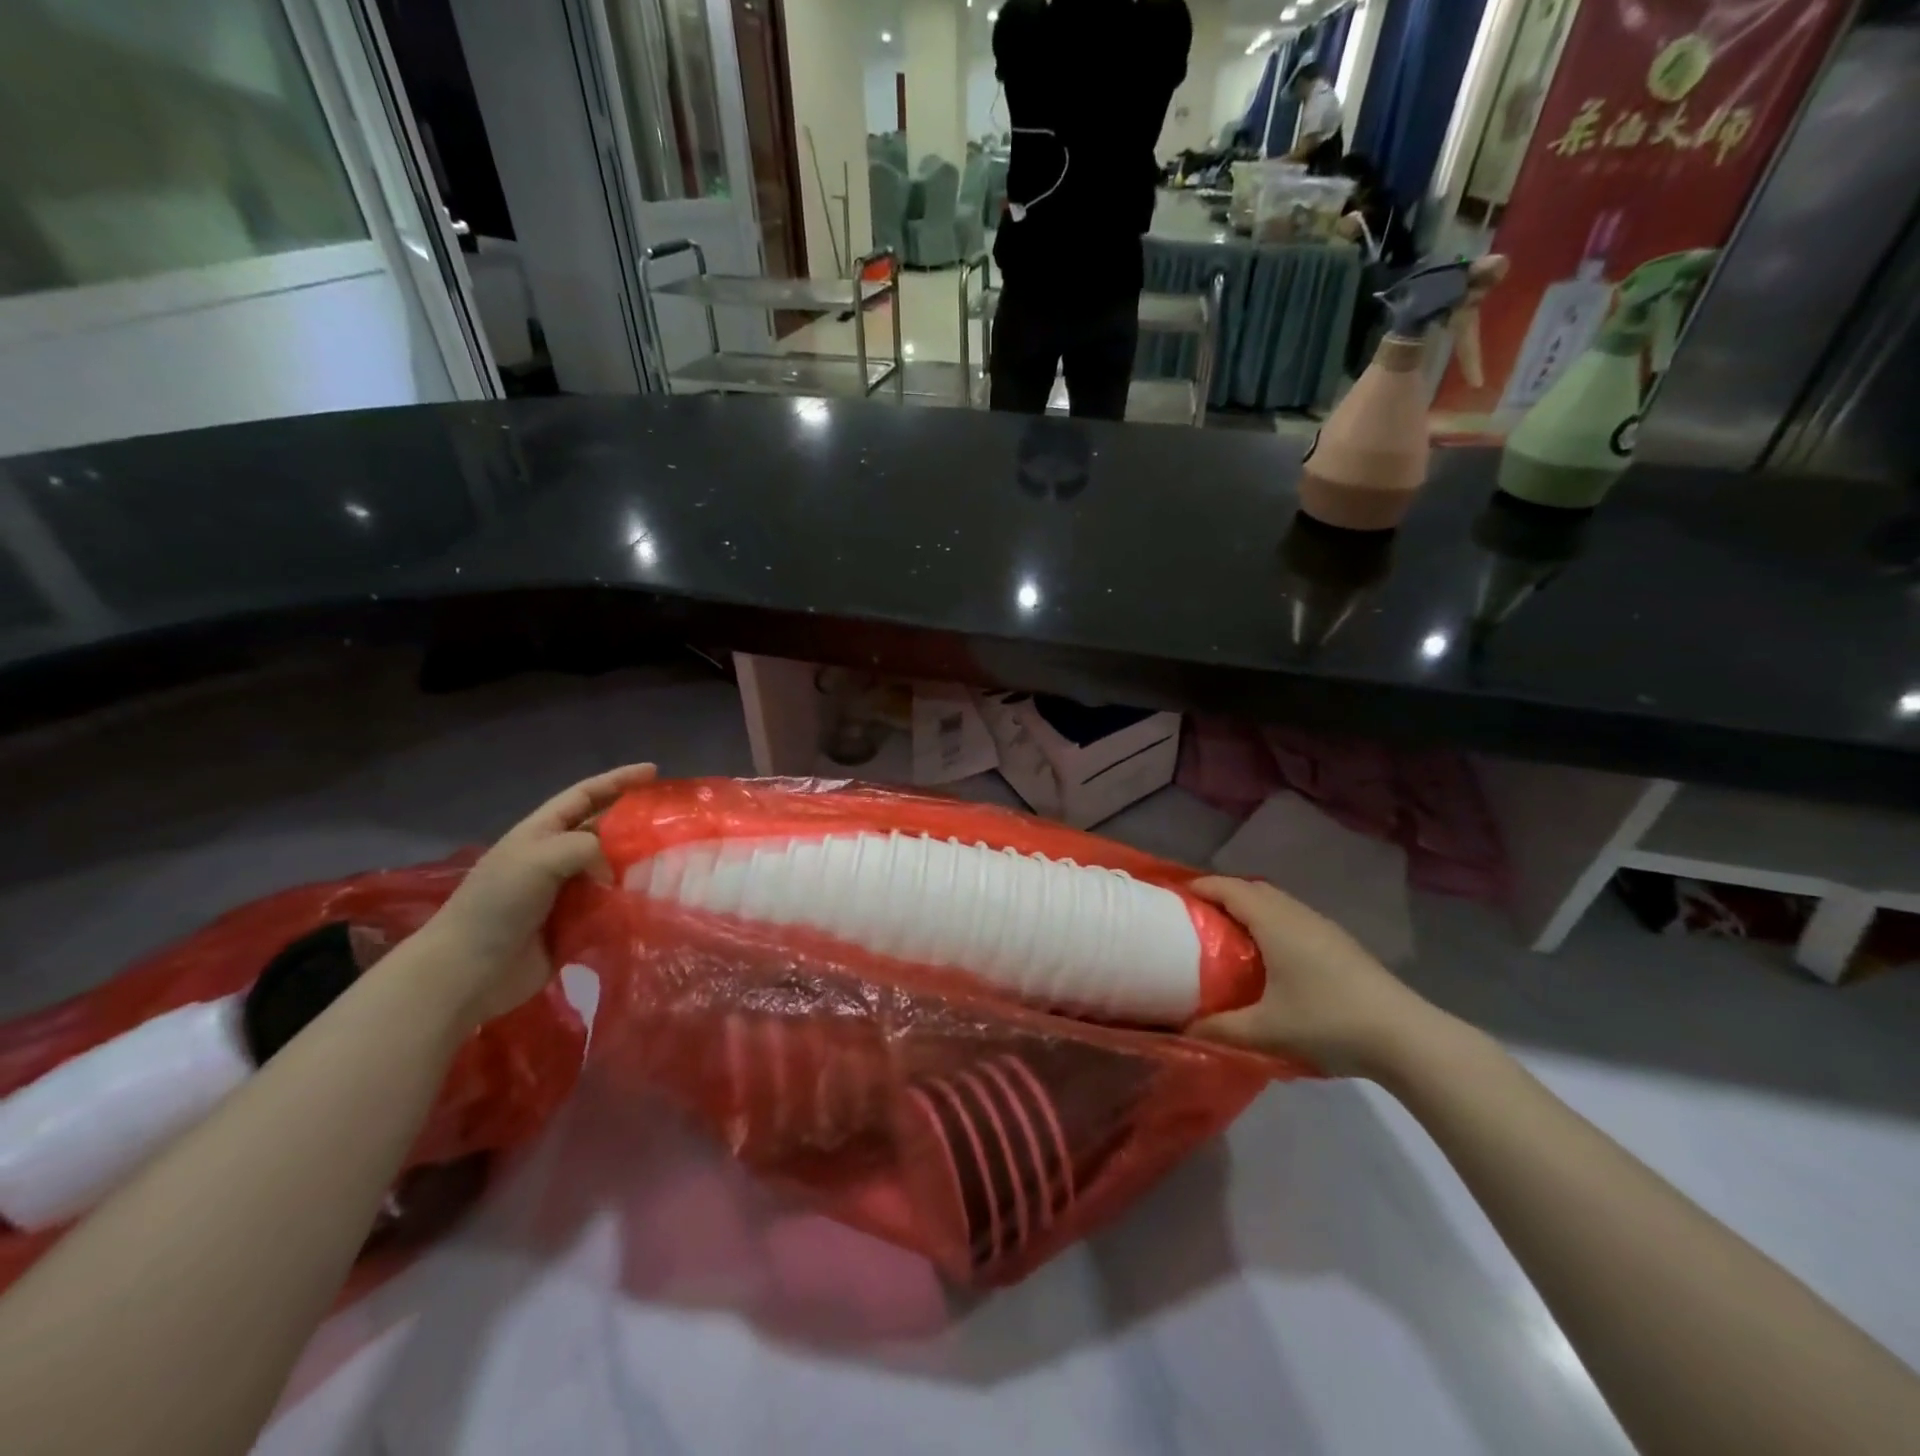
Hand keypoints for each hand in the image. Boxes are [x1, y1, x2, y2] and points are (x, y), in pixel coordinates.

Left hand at [415, 763, 656, 1026]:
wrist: (469, 971)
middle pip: (604, 830)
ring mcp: (566, 892)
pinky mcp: (575, 924)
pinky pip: (611, 905)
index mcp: (541, 833)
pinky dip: (630, 901)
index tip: (654, 771)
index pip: (585, 795)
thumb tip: (614, 873)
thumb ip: (587, 848)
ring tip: (673, 861)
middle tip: (672, 821)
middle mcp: (555, 858)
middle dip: (635, 823)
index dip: (618, 780)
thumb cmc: (498, 904)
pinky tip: (654, 900)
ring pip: (612, 868)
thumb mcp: (540, 858)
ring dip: (637, 865)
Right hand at [1187, 876, 1440, 1077]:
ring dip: (1251, 908)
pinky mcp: (1341, 944)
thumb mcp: (1265, 1031)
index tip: (1176, 896)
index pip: (1230, 888)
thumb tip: (1181, 1032)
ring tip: (1229, 933)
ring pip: (1278, 903)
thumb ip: (1219, 1030)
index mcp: (1274, 922)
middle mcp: (1297, 915)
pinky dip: (1272, 922)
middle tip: (1197, 916)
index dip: (1201, 887)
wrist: (1405, 1037)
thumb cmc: (1328, 1022)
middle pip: (1253, 889)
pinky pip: (1294, 918)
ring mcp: (1324, 927)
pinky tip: (1272, 955)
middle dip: (1223, 894)